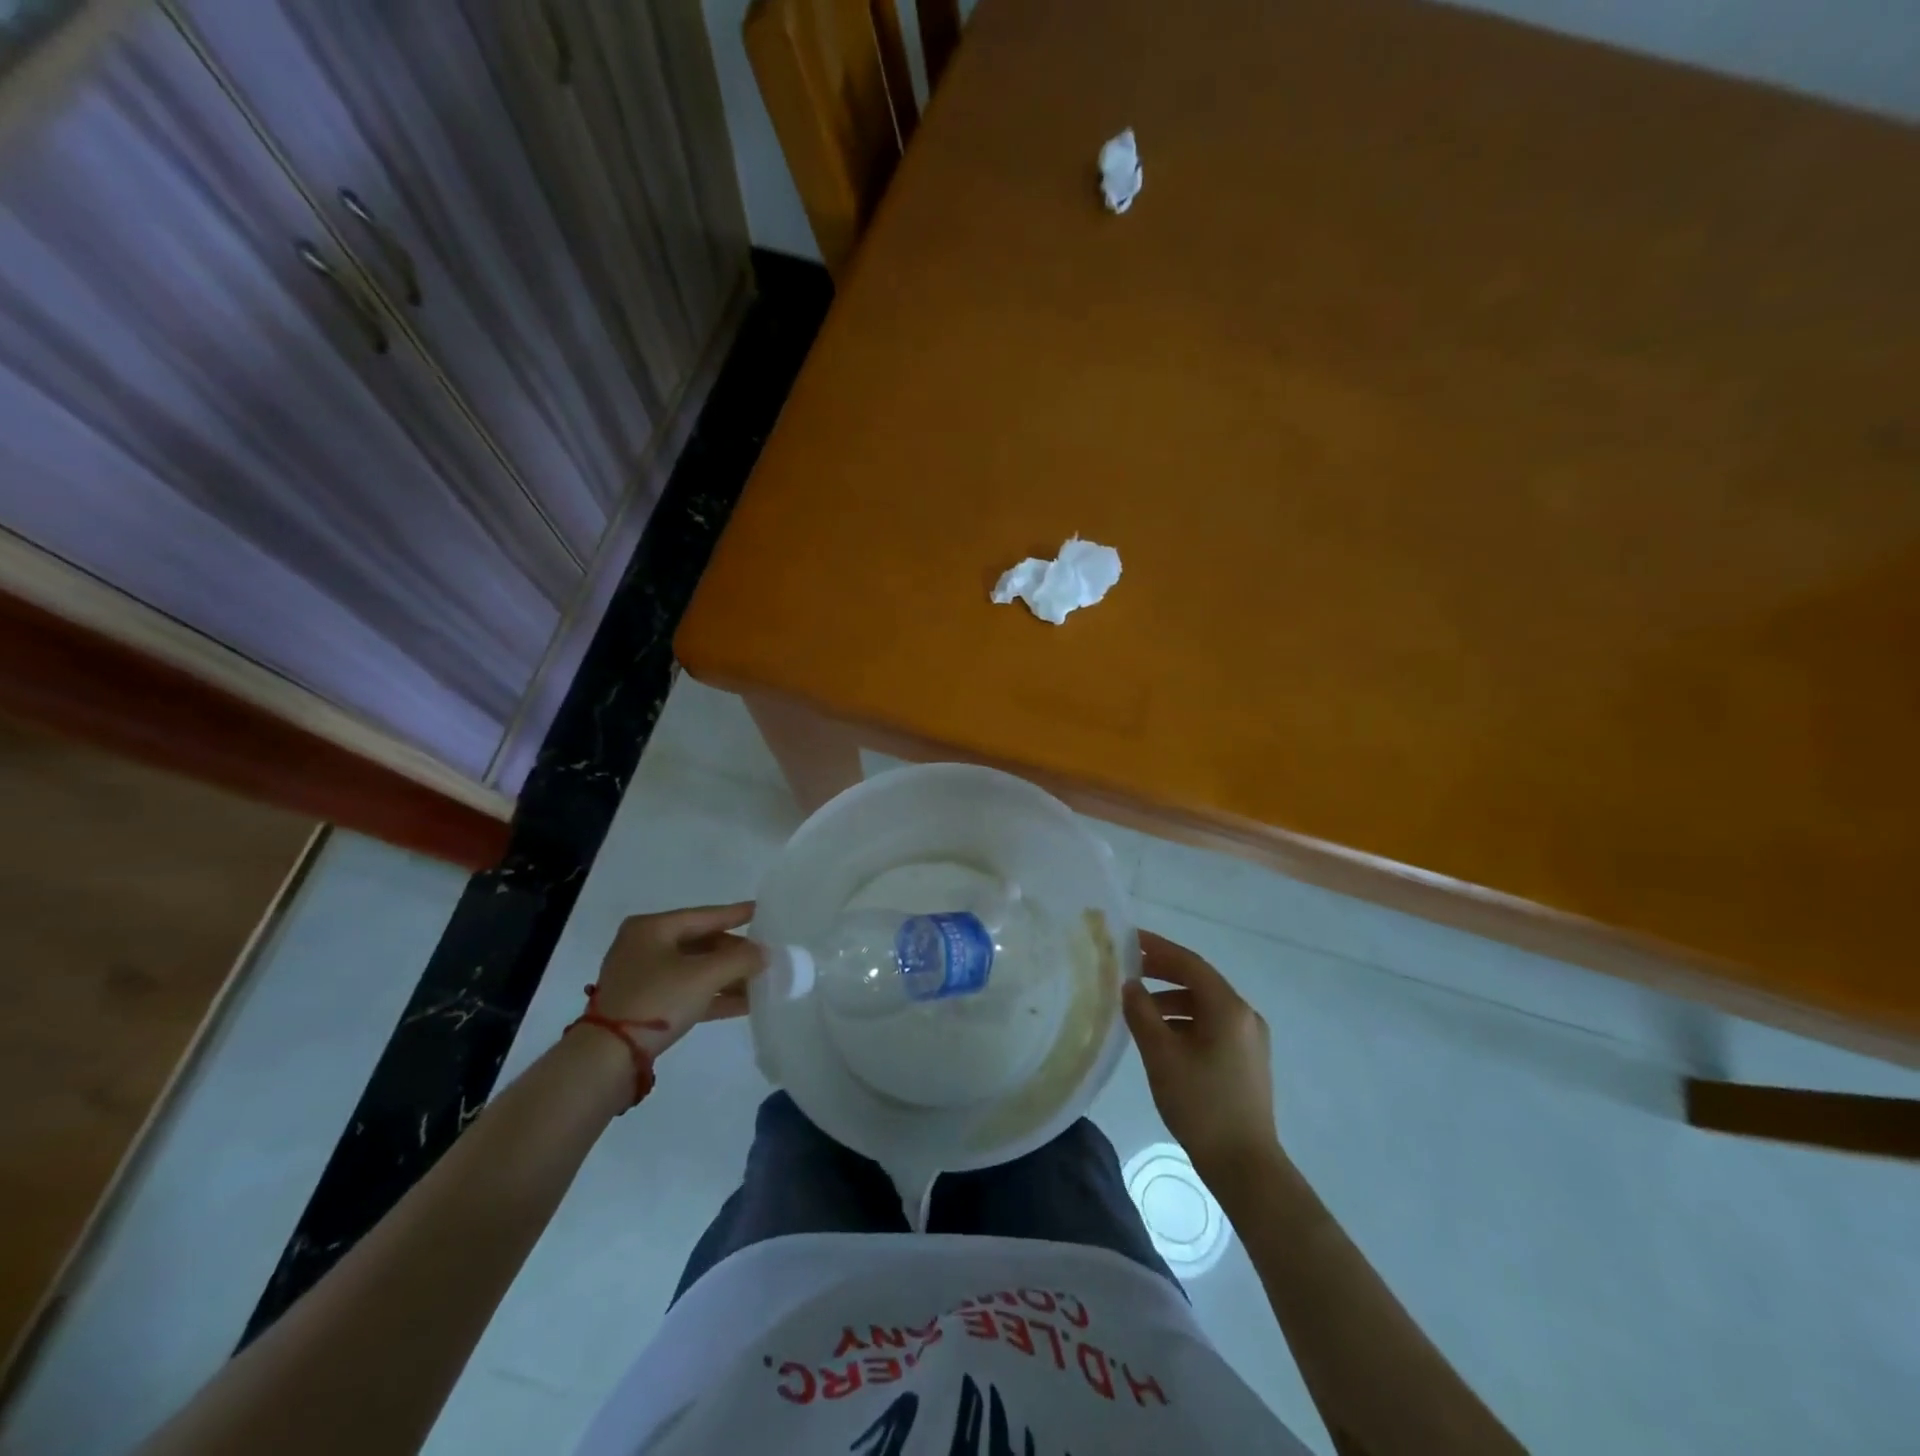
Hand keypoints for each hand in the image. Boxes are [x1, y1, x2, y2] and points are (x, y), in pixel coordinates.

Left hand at [586, 903, 765, 1057]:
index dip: (735, 914)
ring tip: (762, 981)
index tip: (762, 910)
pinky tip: (745, 1003)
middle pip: (701, 943)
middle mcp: (645, 946)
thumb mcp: (704, 975)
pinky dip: (714, 996)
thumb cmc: (656, 1000)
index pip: (704, 916)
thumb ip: (740, 959)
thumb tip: (764, 953)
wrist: (607, 1059)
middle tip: (766, 956)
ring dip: (728, 977)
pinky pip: (688, 992)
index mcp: (652, 928)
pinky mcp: (646, 1006)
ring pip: (696, 970)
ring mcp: (644, 978)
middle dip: (735, 953)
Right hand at [1123, 931, 1277, 1179]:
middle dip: (1163, 972)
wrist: (1245, 1165)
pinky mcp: (1247, 1060)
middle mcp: (1244, 1016)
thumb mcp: (1161, 1055)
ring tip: (1139, 1009)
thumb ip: (1142, 1013)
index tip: (1129, 939)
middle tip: (1129, 969)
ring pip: (1205, 1005)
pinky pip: (1212, 1025)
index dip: (1158, 948)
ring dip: (1171, 999)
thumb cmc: (1201, 1104)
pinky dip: (1185, 1020)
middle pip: (1199, 982)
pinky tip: (1162, 1036)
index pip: (1190, 964)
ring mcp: (1249, 1039)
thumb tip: (1130, 985)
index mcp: (1228, 1008)